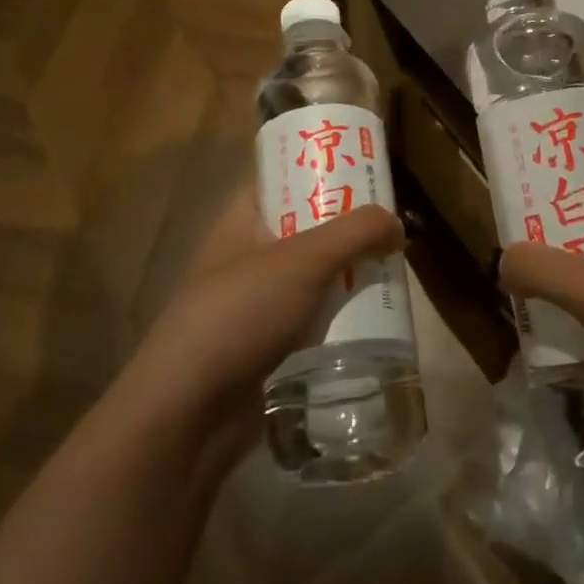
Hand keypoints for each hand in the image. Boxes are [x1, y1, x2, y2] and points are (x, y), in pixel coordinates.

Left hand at [121, 191, 403, 463]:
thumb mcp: (303, 260)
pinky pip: (312, 317)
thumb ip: (355, 233)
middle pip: (305, 226)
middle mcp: (246, 255)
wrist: (187, 414)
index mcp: (241, 221)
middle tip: (392, 222)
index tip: (366, 169)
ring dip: (348, 271)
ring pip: (312, 274)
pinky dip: (339, 313)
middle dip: (346, 225)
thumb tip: (396, 224)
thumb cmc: (239, 314)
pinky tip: (374, 315)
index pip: (282, 178)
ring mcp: (255, 303)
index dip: (320, 169)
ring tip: (394, 266)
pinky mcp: (266, 345)